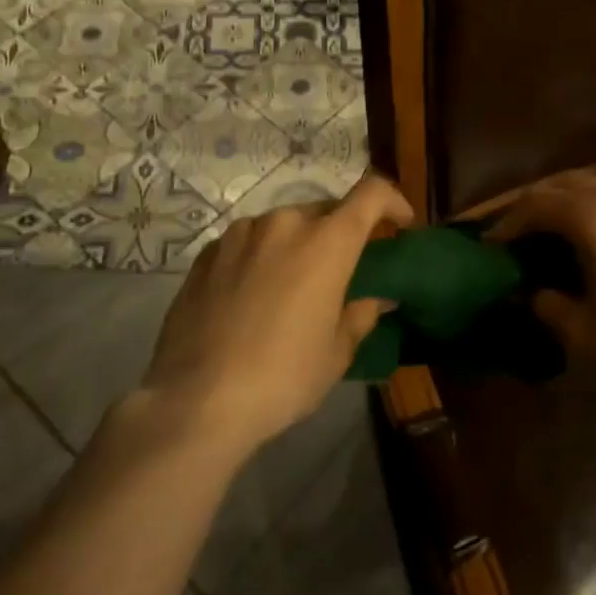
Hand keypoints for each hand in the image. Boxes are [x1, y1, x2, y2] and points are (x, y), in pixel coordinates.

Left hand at [141, 174, 414, 453]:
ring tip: (293, 285)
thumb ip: (359, 315)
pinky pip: (248, 242)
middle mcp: (284, 223)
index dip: (393, 201)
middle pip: (326, 209)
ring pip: (283, 225)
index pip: (371, 193)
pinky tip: (253, 295)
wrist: (195, 401)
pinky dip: (262, 256)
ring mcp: (240, 234)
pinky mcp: (206, 253)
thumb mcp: (335, 353)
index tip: (400, 225)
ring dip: (298, 244)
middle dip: (341, 231)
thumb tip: (376, 300)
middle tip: (343, 268)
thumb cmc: (282, 377)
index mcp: (326, 241)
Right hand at [489, 173, 595, 411]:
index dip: (509, 223)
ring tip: (557, 231)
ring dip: (575, 204)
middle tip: (518, 232)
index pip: (539, 204)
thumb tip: (533, 292)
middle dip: (539, 205)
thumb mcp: (581, 333)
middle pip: (571, 185)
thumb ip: (549, 302)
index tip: (490, 245)